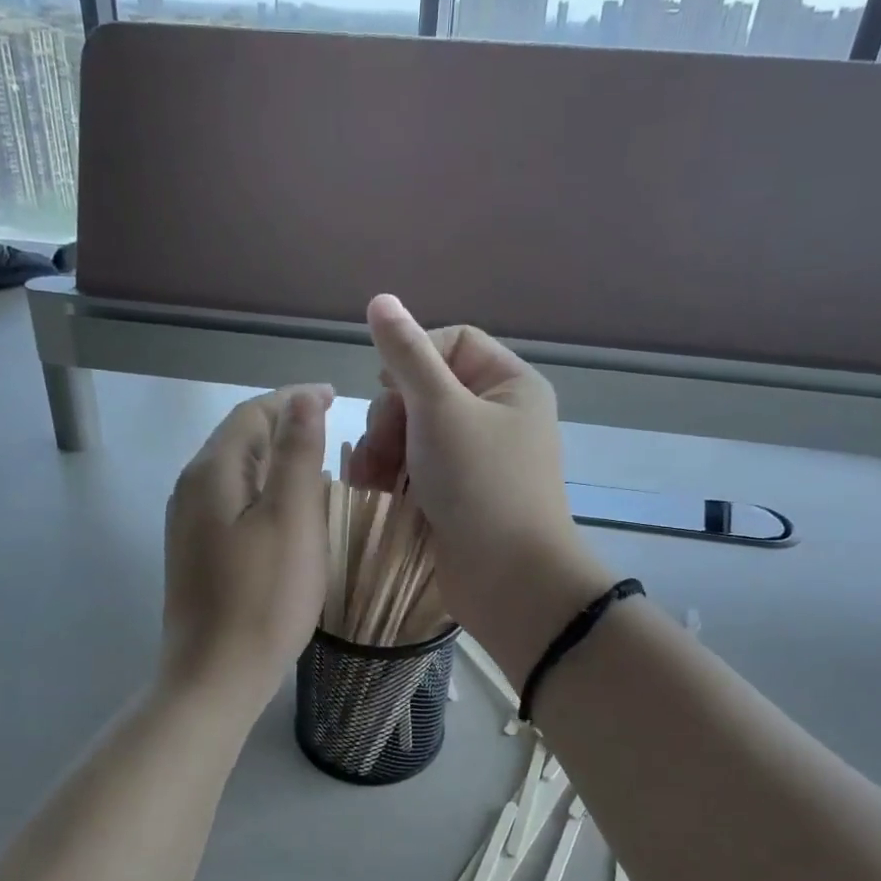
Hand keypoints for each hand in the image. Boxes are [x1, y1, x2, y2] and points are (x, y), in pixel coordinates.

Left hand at [161, 385, 332, 713]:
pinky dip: (263, 486)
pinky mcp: (196, 551)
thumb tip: (302, 400)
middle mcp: (191, 488)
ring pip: (235, 469)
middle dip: (282, 422)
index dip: (293, 398)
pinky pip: (232, 499)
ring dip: (273, 454)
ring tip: (315, 455)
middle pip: (239, 437)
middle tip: (329, 420)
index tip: (334, 394)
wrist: (215, 676)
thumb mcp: (291, 518)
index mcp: (212, 472)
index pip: (252, 413)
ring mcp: (189, 522)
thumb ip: (297, 454)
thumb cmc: (263, 597)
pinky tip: (287, 504)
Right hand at [351, 294, 610, 680]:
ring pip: (411, 430)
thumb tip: (381, 300)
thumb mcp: (440, 409)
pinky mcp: (454, 494)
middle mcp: (495, 416)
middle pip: (424, 388)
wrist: (507, 580)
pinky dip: (390, 474)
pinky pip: (413, 467)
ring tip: (371, 478)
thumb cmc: (481, 484)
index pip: (453, 342)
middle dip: (393, 415)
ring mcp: (473, 459)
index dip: (413, 357)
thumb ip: (406, 355)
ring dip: (383, 447)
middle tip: (384, 445)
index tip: (387, 387)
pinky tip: (372, 490)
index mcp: (509, 385)